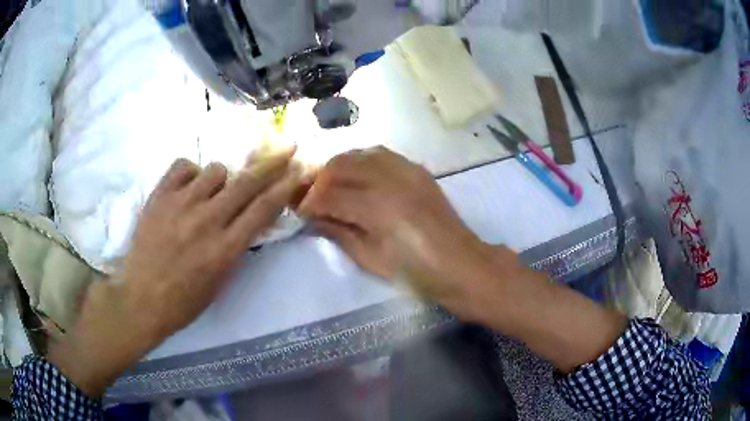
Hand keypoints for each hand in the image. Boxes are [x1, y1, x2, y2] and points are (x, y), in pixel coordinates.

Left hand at [48, 148, 305, 396]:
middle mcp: (206, 221)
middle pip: (247, 182)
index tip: (301, 170)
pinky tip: (187, 188)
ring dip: (221, 179)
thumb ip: (236, 247)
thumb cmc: (183, 301)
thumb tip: (248, 219)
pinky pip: (184, 166)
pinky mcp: (159, 196)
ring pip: (216, 170)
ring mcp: (180, 204)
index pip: (263, 209)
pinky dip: (191, 174)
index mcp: (225, 249)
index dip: (286, 187)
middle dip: (273, 162)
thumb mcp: (219, 283)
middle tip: (288, 145)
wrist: (140, 298)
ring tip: (210, 194)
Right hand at [300, 147, 626, 373]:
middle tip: (310, 198)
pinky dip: (361, 161)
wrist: (463, 266)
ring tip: (330, 186)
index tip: (298, 210)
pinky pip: (381, 154)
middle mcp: (390, 181)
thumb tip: (314, 219)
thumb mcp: (372, 260)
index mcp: (378, 209)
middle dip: (318, 180)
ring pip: (359, 154)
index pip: (329, 195)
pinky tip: (357, 176)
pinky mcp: (417, 171)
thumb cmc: (418, 274)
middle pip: (340, 166)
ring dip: (338, 167)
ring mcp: (406, 171)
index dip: (309, 202)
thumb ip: (340, 234)